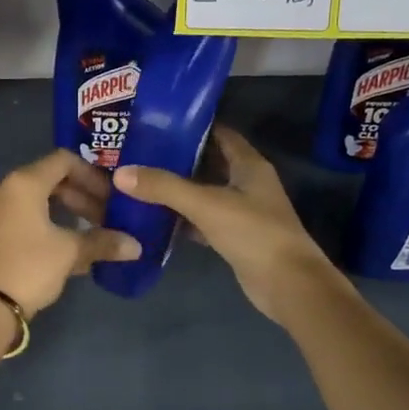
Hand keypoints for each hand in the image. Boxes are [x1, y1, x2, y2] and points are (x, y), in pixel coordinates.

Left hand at [0, 149, 140, 313]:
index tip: (111, 196)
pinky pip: (26, 219)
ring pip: (39, 202)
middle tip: (106, 218)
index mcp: (24, 183)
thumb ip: (103, 243)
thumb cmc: (29, 266)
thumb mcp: (70, 252)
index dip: (92, 175)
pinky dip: (50, 226)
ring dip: (68, 214)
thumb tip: (136, 246)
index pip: (64, 161)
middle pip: (51, 181)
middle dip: (83, 198)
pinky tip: (70, 250)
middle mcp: (6, 190)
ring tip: (92, 234)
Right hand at [114, 127, 347, 323]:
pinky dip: (183, 218)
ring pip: (204, 193)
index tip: (156, 125)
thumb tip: (121, 173)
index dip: (191, 126)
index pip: (219, 133)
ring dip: (177, 190)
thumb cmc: (253, 233)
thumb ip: (164, 187)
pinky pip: (203, 220)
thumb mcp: (206, 204)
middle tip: (138, 153)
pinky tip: (154, 218)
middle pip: (208, 162)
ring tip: (139, 181)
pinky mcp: (235, 237)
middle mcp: (247, 183)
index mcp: (249, 164)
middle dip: (176, 158)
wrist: (287, 284)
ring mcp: (242, 211)